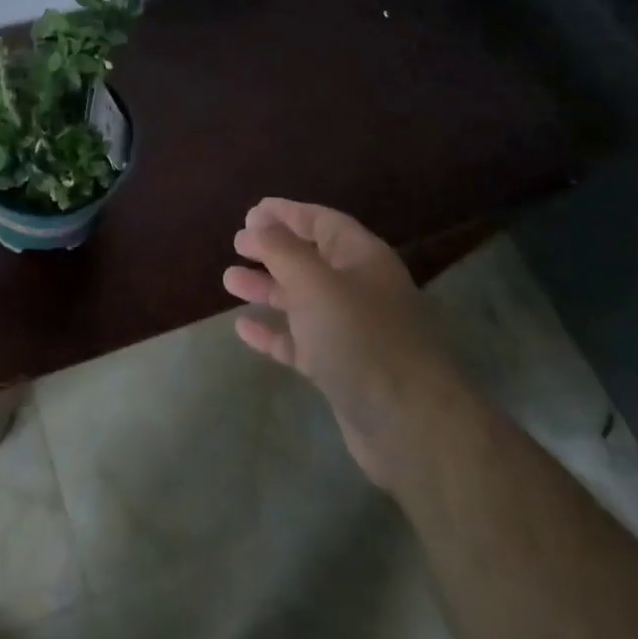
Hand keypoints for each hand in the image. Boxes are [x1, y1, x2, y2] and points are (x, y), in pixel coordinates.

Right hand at [223, 198, 455, 487]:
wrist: (409, 426)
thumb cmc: (360, 338)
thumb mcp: (315, 284)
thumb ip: (283, 250)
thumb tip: (259, 223)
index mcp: (362, 258)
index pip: (322, 222)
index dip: (287, 214)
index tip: (251, 212)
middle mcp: (359, 289)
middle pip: (310, 259)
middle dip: (273, 250)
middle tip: (236, 244)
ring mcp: (351, 331)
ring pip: (302, 300)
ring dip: (267, 288)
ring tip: (228, 280)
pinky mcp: (341, 369)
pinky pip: (300, 341)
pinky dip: (274, 332)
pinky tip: (242, 328)